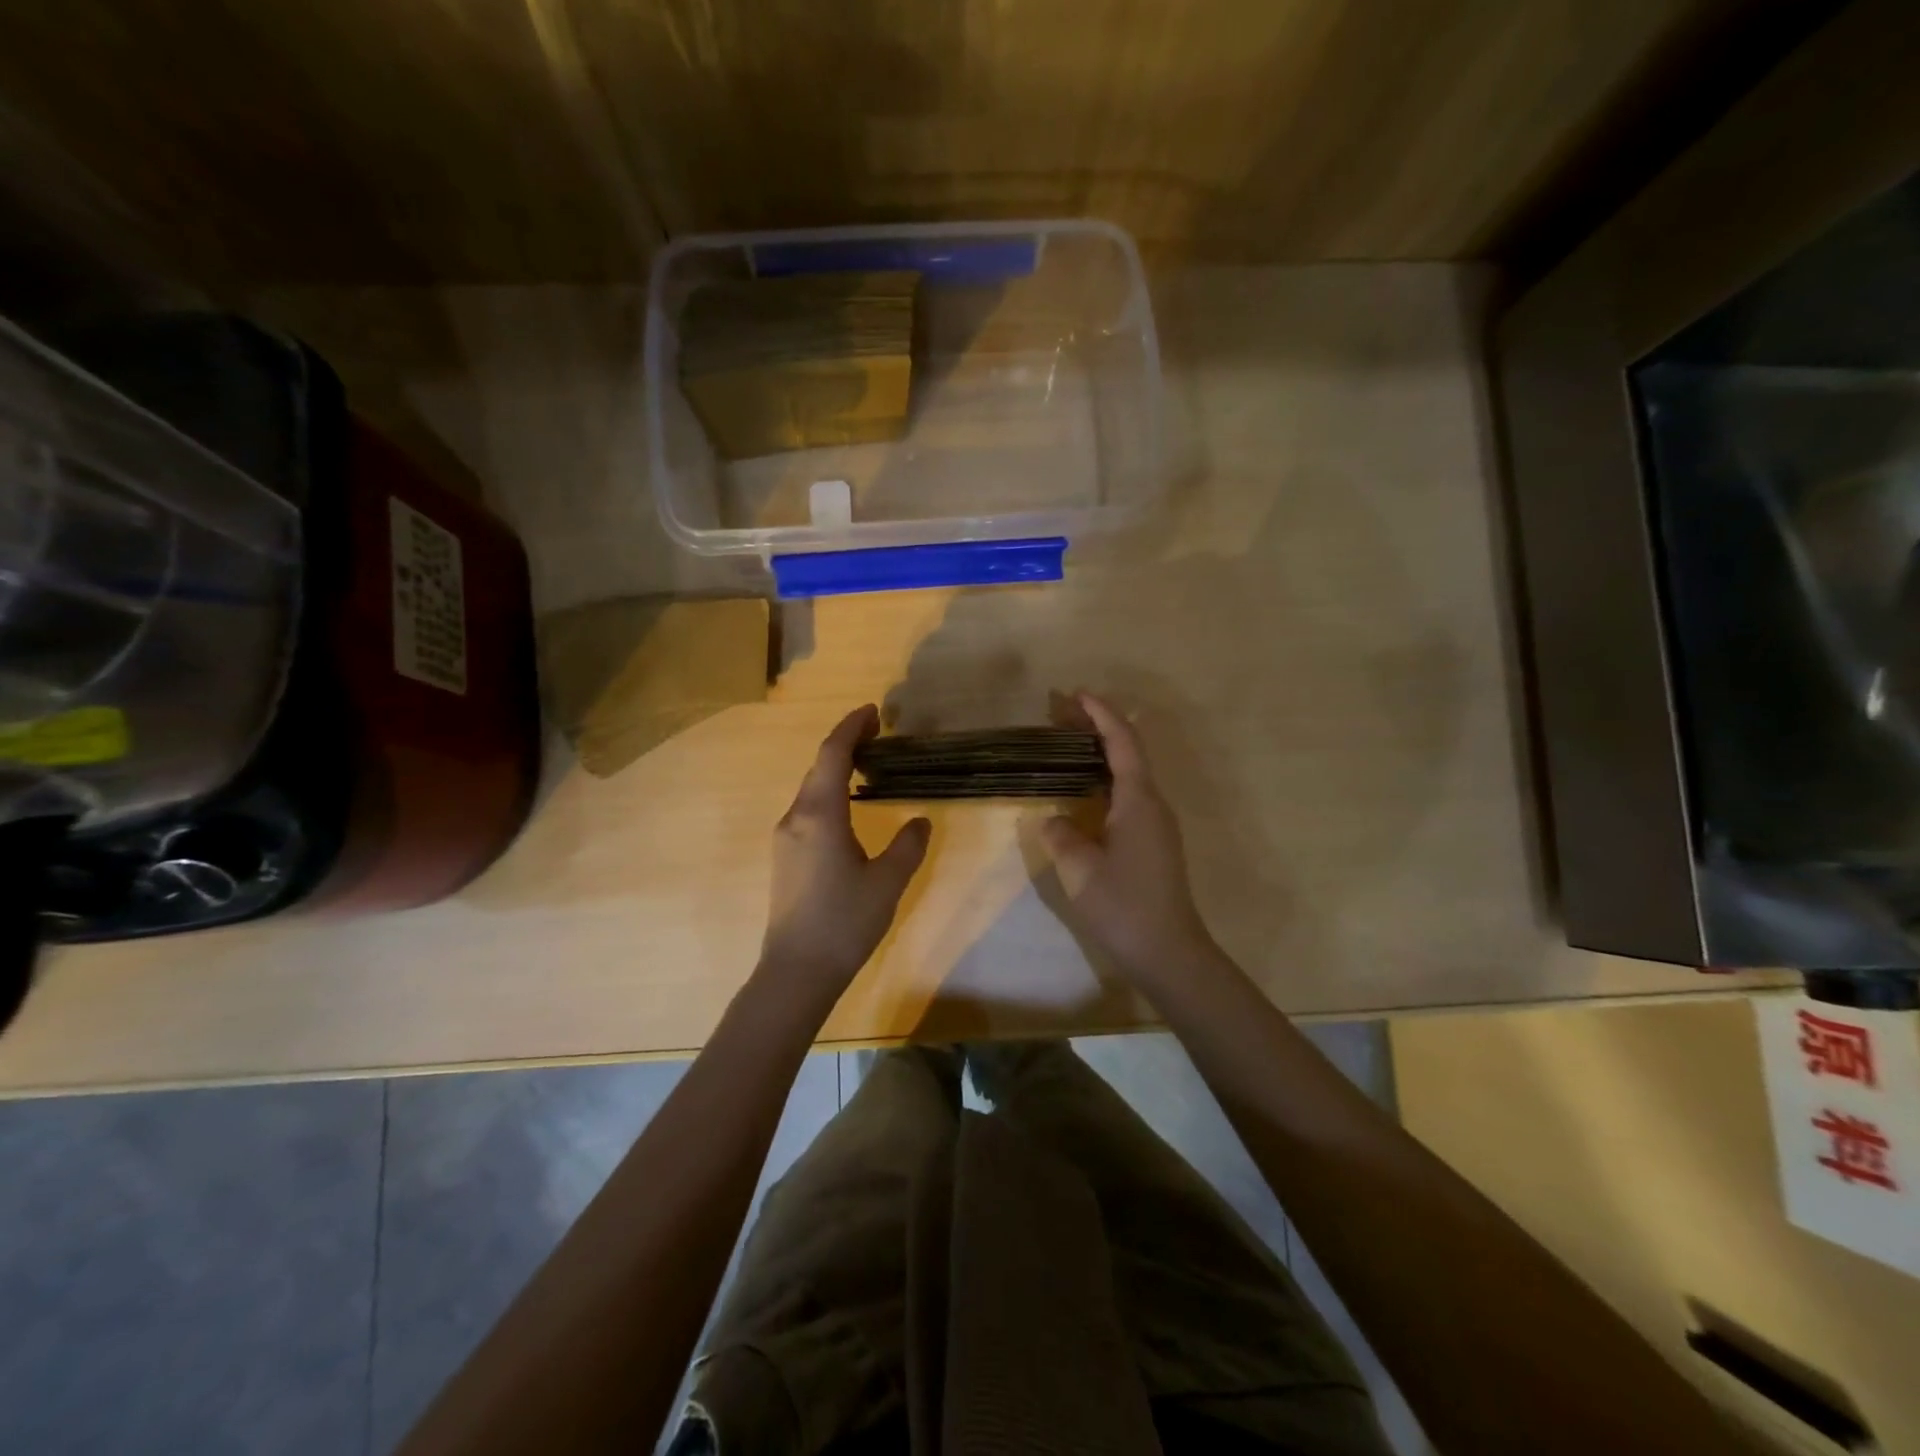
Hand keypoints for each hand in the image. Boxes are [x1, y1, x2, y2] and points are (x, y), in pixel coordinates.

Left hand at [761, 705, 931, 998]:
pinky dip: (828, 794)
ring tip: (867, 766)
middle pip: (818, 767)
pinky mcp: (784, 857)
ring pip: (810, 790)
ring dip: (835, 770)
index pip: (832, 754)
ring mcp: (785, 838)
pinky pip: (807, 810)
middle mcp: (795, 818)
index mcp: (820, 815)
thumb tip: (920, 820)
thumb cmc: (844, 922)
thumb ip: (908, 845)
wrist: (796, 971)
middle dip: (845, 745)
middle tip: (878, 735)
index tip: (872, 712)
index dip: (851, 728)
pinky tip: (848, 808)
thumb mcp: (888, 881)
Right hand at [1042, 693, 1216, 986]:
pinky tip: (1085, 792)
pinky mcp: (1155, 842)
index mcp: (1138, 800)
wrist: (1169, 952)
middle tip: (1062, 715)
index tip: (1076, 694)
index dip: (1101, 714)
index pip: (1122, 742)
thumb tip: (1053, 820)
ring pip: (1130, 775)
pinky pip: (1130, 796)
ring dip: (1102, 755)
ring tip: (1068, 746)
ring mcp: (1158, 824)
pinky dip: (1106, 780)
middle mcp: (1153, 804)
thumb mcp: (1080, 869)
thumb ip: (1061, 835)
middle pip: (1128, 752)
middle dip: (1099, 728)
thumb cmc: (1124, 906)